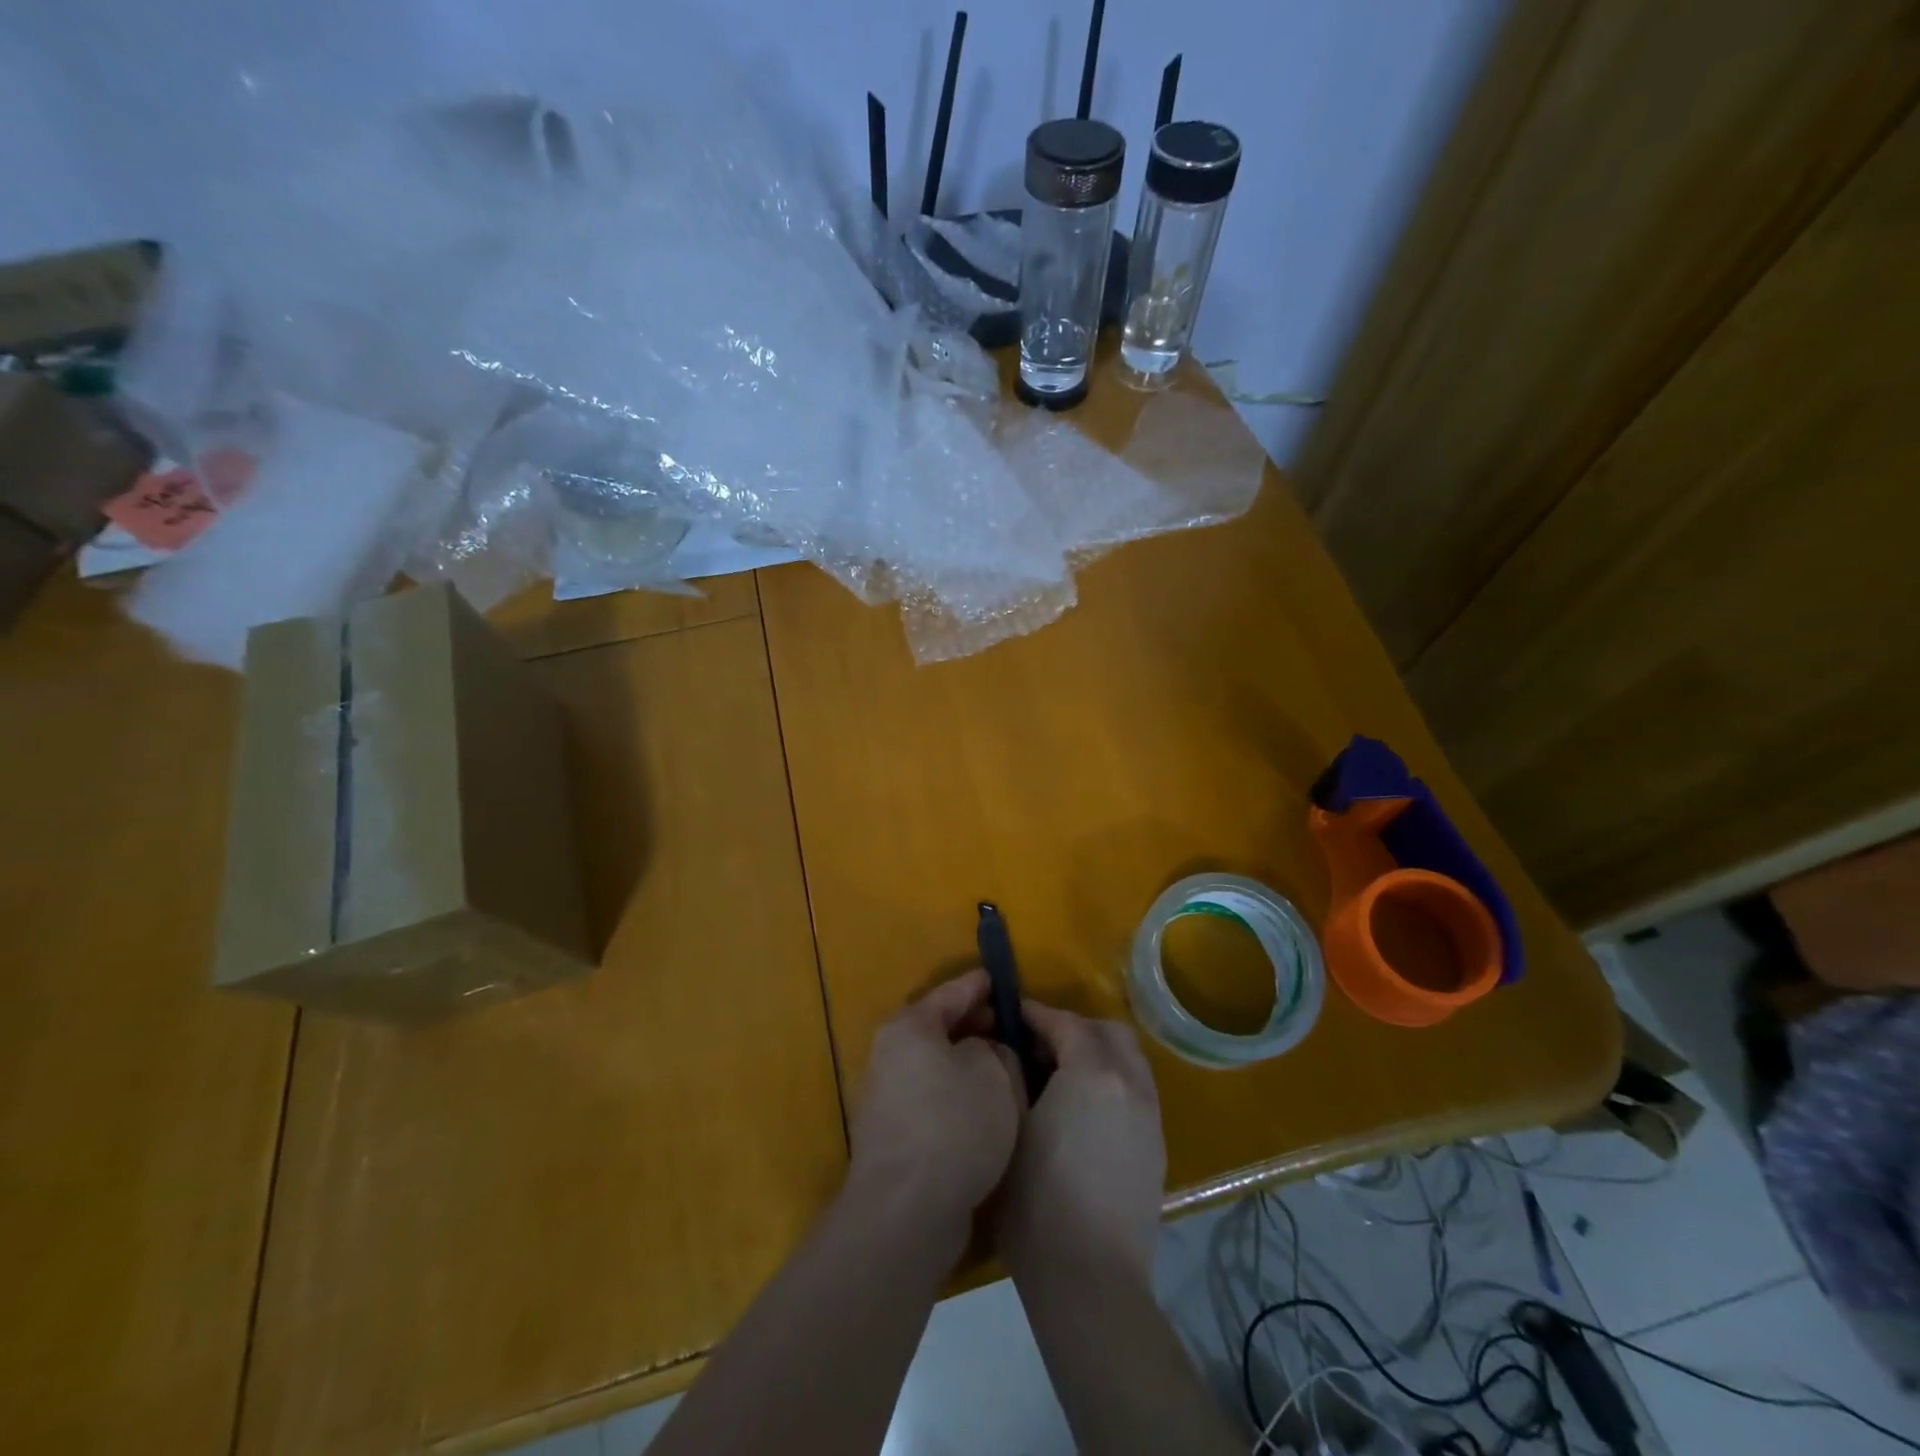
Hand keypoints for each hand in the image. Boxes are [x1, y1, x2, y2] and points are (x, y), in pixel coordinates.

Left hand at [848, 970, 1024, 1230]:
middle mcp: (891, 1054)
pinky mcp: (893, 1136)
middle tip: (1011, 1030)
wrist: (906, 1209)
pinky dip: (958, 1098)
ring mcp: (887, 1097)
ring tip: (1006, 1073)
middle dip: (976, 1027)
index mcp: (911, 1026)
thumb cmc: (954, 1124)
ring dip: (968, 1067)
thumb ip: (998, 1051)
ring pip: (937, 1067)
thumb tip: (987, 1054)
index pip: (952, 992)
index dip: (981, 985)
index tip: (1003, 980)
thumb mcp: (995, 1073)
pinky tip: (986, 1114)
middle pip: (940, 1029)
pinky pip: (933, 1100)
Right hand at [997, 1003, 1165, 1277]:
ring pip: (1128, 1058)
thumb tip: (1012, 1049)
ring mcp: (1150, 1115)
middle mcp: (1131, 1083)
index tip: (1009, 1014)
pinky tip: (1082, 1110)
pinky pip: (1136, 1089)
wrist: (1090, 1281)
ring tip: (1060, 1075)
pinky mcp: (1156, 1145)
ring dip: (1096, 1052)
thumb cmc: (1037, 1201)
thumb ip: (1013, 1074)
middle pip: (1107, 1031)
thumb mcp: (1010, 1127)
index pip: (1065, 1022)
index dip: (1035, 1014)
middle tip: (1037, 1045)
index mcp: (1094, 1073)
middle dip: (1073, 1028)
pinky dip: (1111, 1081)